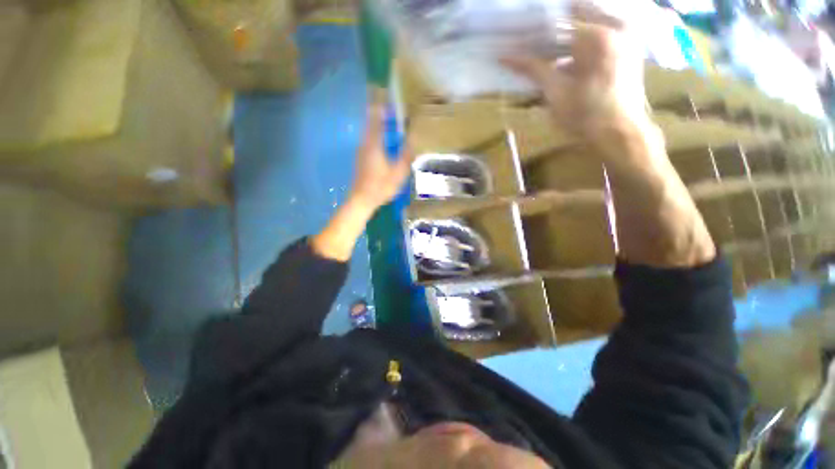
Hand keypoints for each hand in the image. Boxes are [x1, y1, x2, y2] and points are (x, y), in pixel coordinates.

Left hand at [311, 103, 414, 261]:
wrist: (362, 200)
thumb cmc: (381, 186)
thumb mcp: (398, 173)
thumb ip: (406, 156)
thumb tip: (413, 140)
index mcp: (375, 144)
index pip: (376, 117)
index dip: (380, 103)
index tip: (384, 90)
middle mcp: (366, 143)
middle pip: (371, 121)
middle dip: (379, 110)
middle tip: (390, 103)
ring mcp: (362, 151)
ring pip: (370, 131)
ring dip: (378, 123)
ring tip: (390, 119)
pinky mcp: (361, 158)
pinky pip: (370, 140)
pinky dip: (377, 134)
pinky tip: (385, 140)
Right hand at [503, 2, 649, 149]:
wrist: (619, 133)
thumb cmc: (586, 116)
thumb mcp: (555, 92)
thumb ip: (533, 69)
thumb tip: (506, 57)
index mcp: (598, 35)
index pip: (557, 21)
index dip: (533, 30)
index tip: (515, 38)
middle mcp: (615, 25)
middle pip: (574, 15)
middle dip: (550, 28)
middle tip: (529, 43)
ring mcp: (625, 35)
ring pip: (587, 22)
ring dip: (564, 35)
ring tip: (543, 51)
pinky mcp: (627, 46)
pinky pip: (599, 33)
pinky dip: (579, 42)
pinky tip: (564, 57)